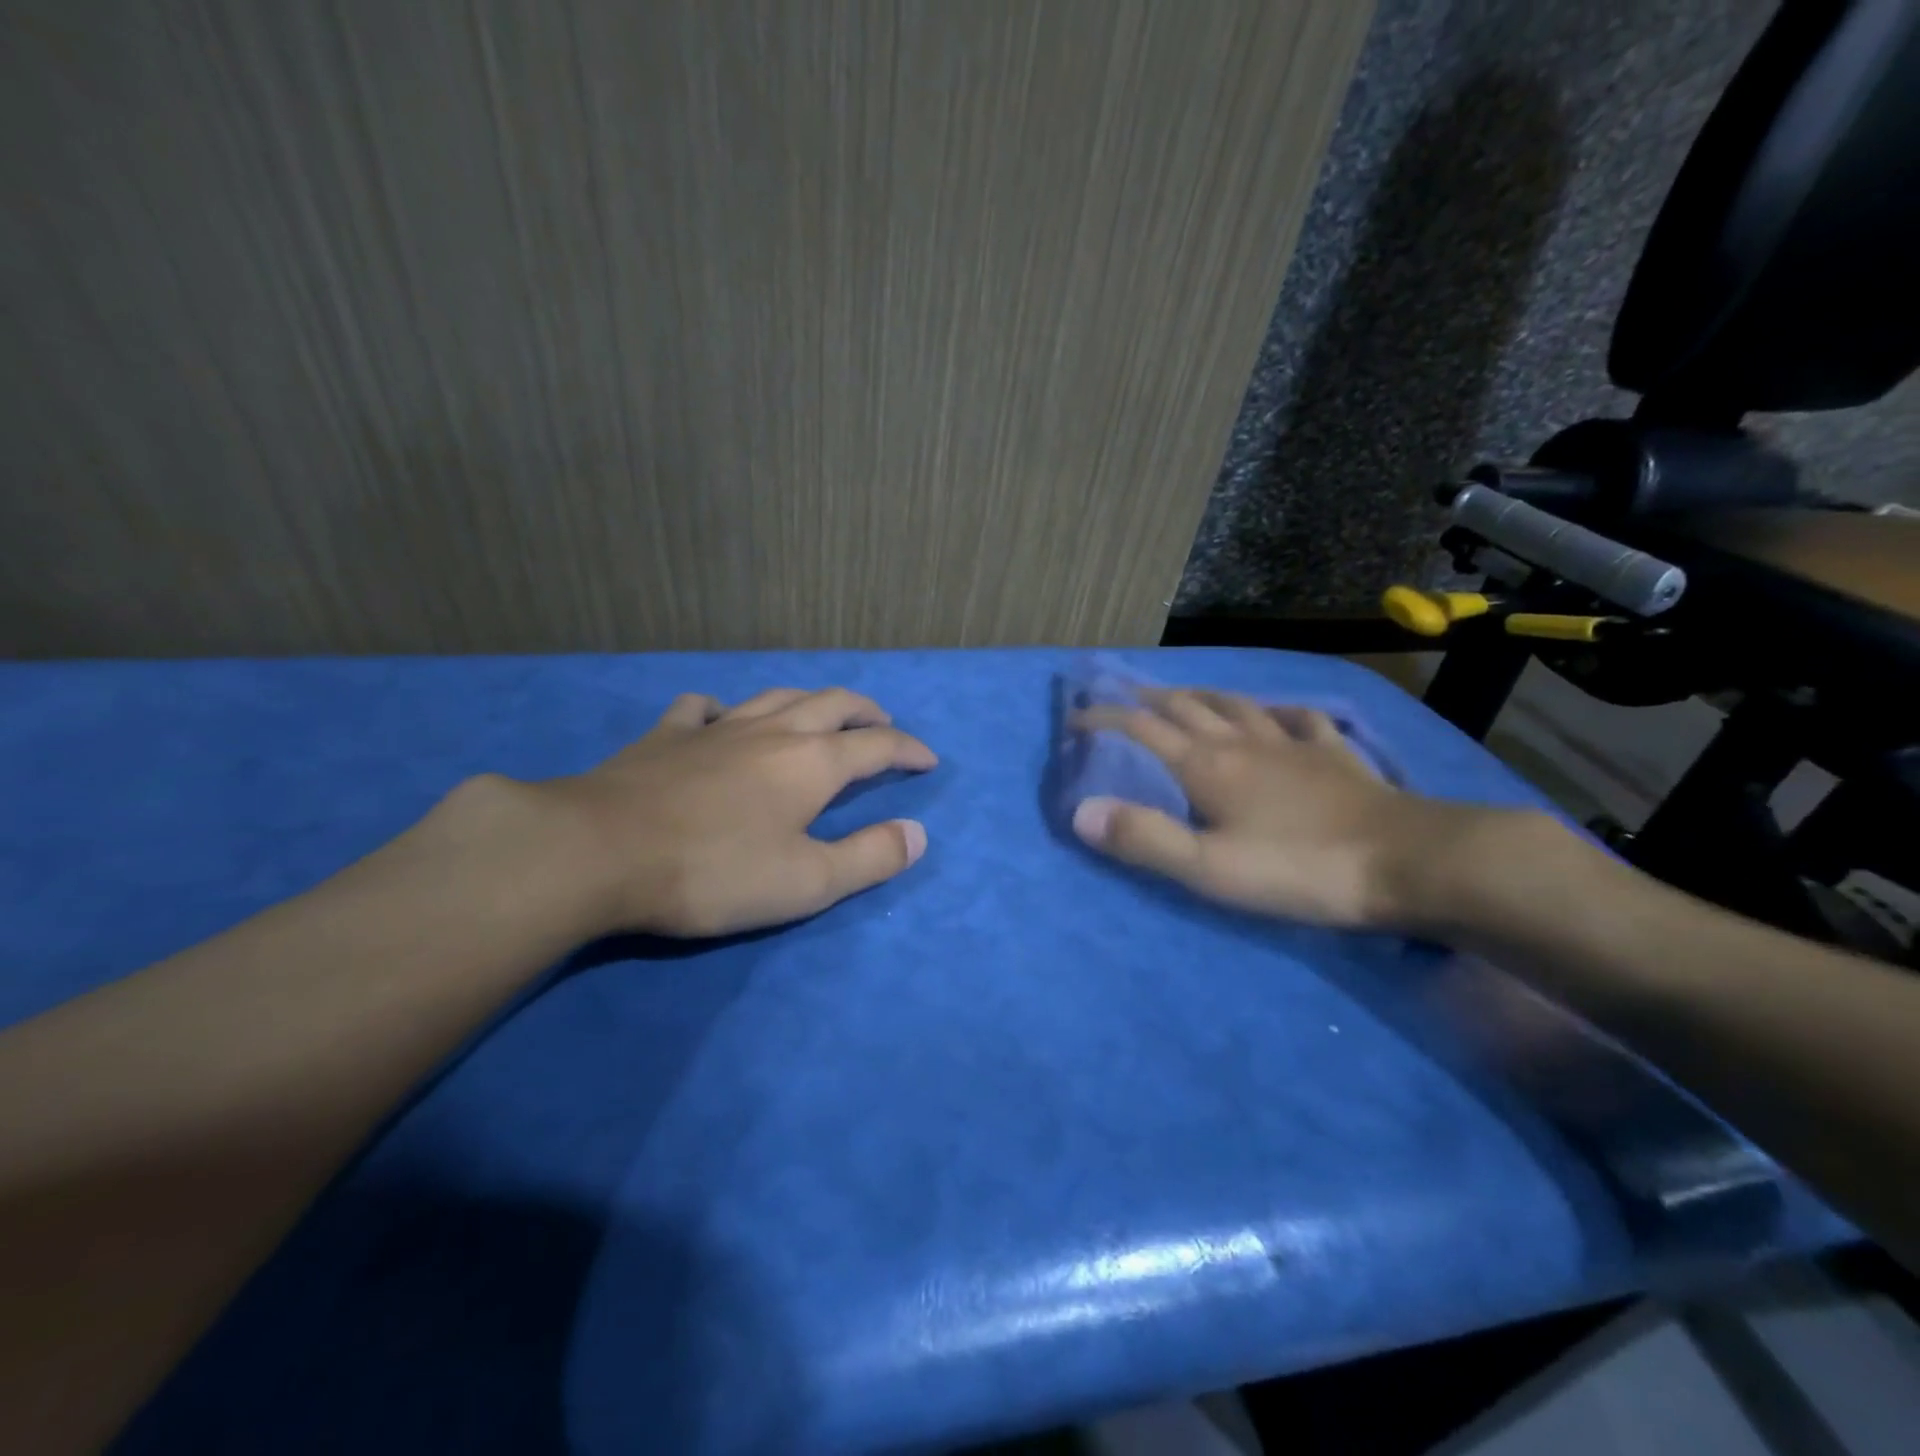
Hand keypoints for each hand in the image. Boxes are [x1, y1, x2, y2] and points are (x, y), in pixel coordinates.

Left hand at [529, 687, 935, 937]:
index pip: (878, 745)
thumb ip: (870, 857)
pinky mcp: (666, 735)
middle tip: (883, 724)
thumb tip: (918, 834)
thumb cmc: (714, 871)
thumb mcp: (807, 882)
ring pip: (776, 696)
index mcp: (812, 763)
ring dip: (810, 700)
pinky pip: (703, 707)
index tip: (928, 760)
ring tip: (821, 712)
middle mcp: (773, 731)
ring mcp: (716, 727)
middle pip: (833, 704)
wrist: (599, 851)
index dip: (908, 750)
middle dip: (866, 712)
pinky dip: (723, 708)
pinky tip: (720, 717)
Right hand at [1071, 689, 1491, 928]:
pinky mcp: (1335, 756)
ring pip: (1237, 706)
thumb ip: (1144, 838)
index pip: (1142, 729)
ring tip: (1184, 695)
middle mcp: (1243, 743)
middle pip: (1186, 708)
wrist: (1408, 862)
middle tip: (1121, 695)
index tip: (1075, 716)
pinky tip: (1278, 713)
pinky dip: (1280, 711)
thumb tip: (1080, 811)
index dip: (1105, 719)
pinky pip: (1301, 720)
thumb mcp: (1209, 868)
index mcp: (1207, 767)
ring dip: (1202, 696)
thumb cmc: (1300, 868)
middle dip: (1147, 699)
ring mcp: (1293, 745)